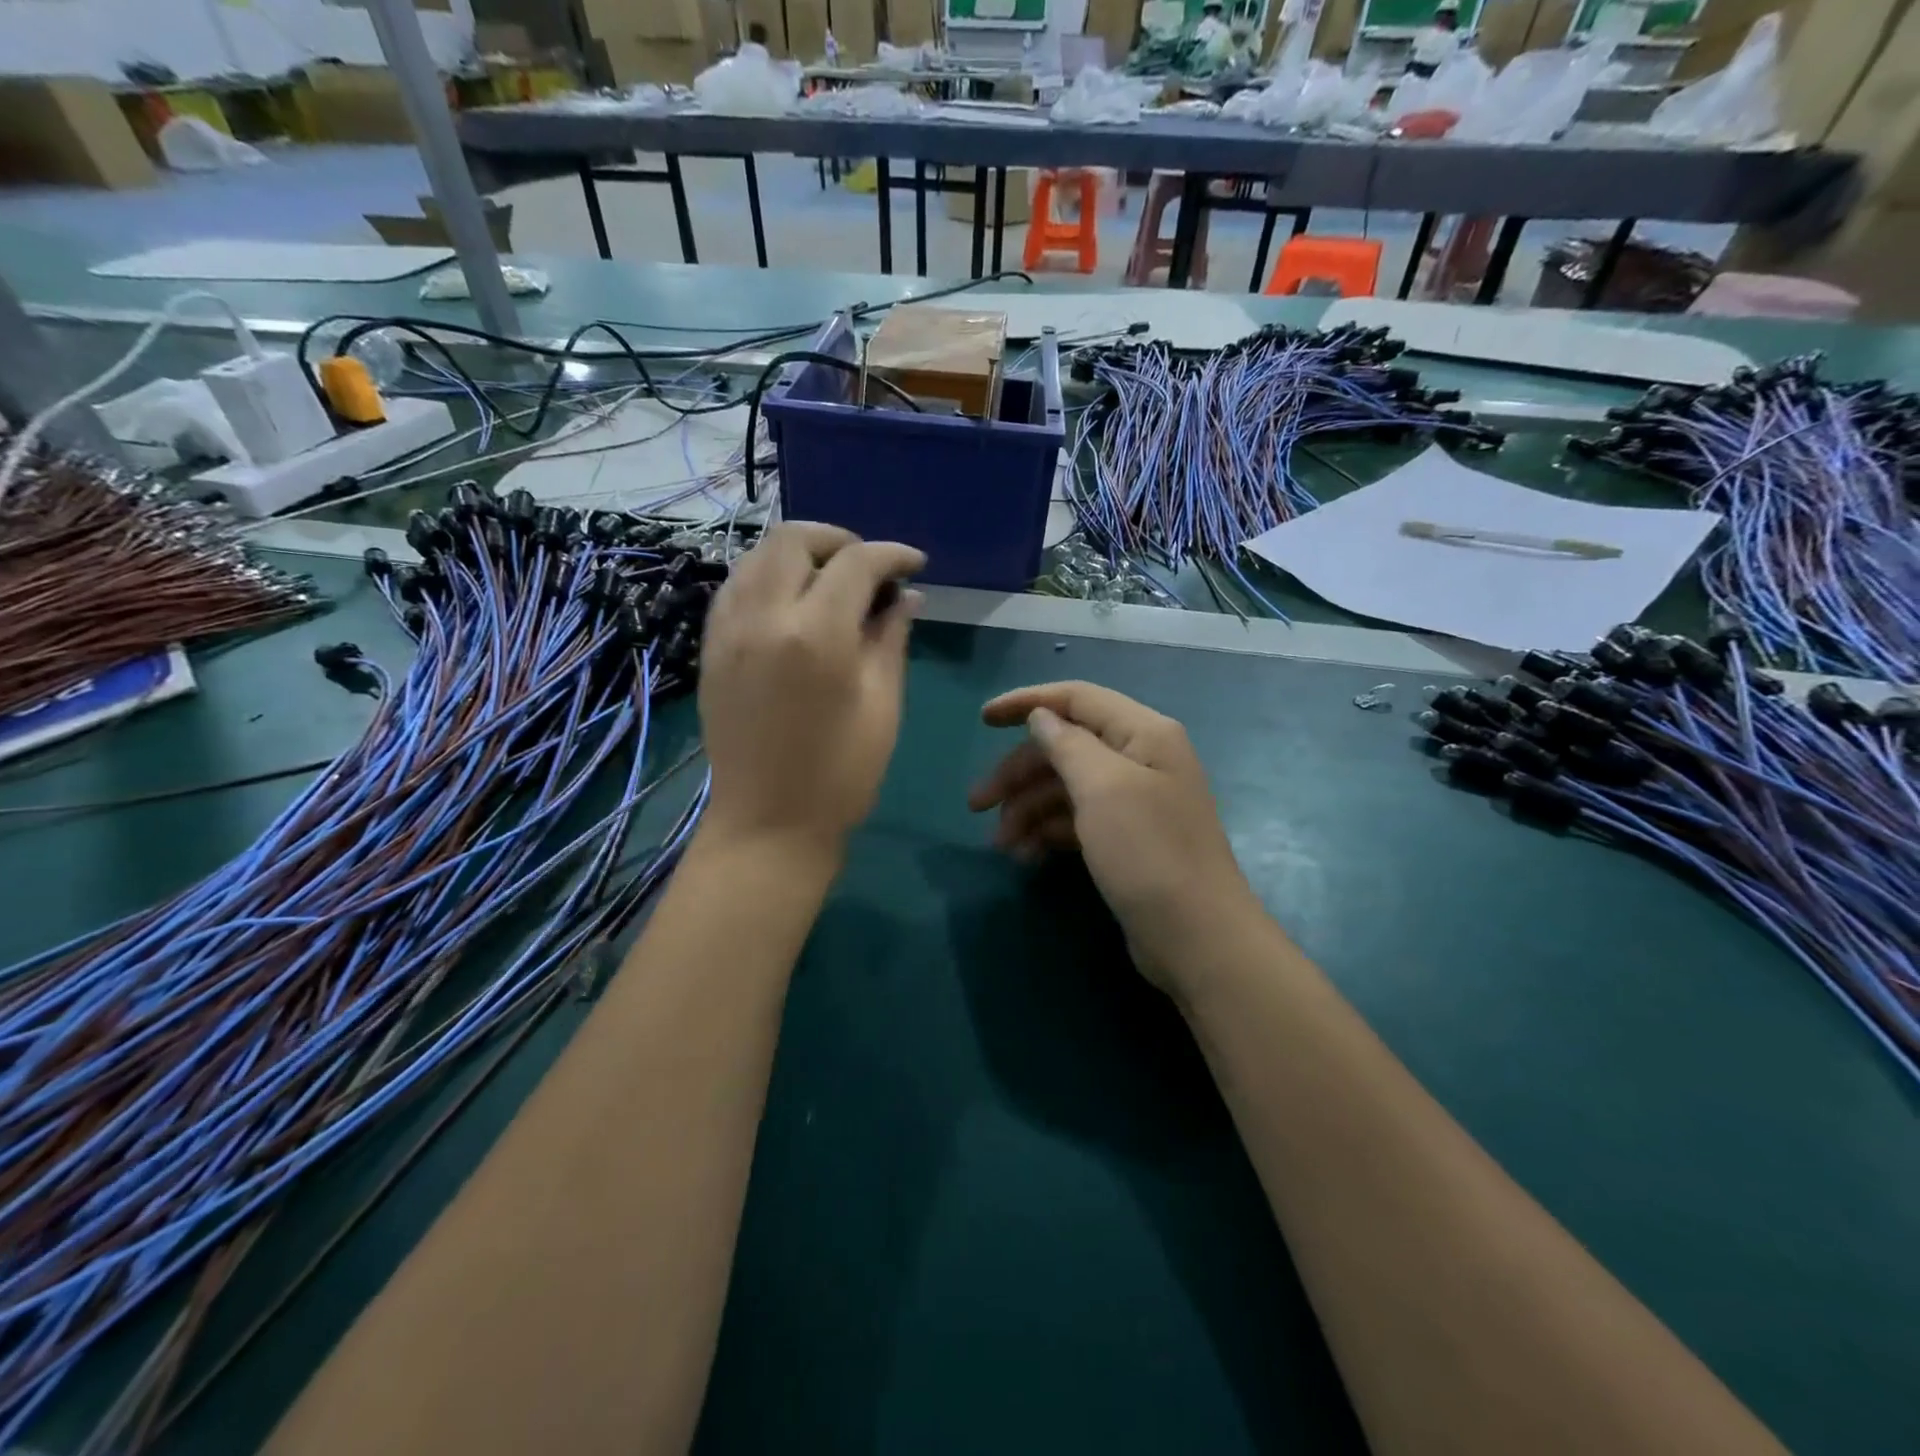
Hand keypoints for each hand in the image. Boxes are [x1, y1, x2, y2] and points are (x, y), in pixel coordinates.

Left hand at [699, 522, 923, 855]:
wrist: (768, 823)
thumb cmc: (841, 773)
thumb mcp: (882, 704)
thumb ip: (890, 638)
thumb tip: (906, 596)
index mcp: (817, 634)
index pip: (857, 563)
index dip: (892, 555)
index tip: (915, 564)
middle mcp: (764, 616)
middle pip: (795, 539)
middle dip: (839, 540)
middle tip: (869, 567)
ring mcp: (728, 630)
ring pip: (757, 556)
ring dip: (799, 554)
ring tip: (831, 579)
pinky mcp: (710, 648)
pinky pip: (736, 587)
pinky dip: (767, 577)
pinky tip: (791, 602)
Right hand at [967, 681, 1258, 995]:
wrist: (1196, 938)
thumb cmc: (1148, 852)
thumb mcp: (1103, 788)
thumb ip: (1067, 745)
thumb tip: (1042, 717)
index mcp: (1143, 734)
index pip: (1077, 699)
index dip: (1028, 702)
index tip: (982, 720)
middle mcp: (1140, 759)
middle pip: (1065, 748)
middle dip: (1018, 773)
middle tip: (976, 805)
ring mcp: (1134, 802)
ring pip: (1066, 788)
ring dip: (1028, 809)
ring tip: (1002, 845)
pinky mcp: (1126, 839)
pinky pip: (1077, 821)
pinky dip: (1048, 832)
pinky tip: (1027, 857)